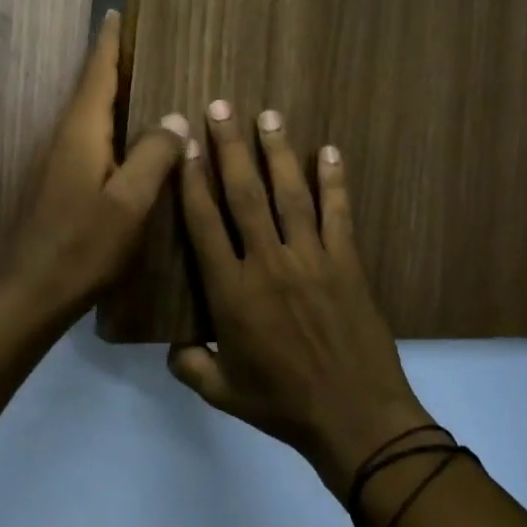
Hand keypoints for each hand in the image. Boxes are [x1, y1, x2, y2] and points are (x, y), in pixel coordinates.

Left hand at [0, 10, 188, 321]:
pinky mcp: (59, 184)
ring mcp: (58, 162)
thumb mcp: (129, 202)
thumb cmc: (82, 245)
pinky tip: (129, 141)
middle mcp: (65, 138)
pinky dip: (111, 127)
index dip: (108, 43)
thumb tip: (174, 118)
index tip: (116, 11)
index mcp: (81, 132)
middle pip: (90, 89)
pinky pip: (90, 140)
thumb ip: (153, 156)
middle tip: (144, 44)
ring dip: (112, 95)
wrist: (30, 292)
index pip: (97, 74)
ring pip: (90, 116)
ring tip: (144, 84)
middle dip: (113, 63)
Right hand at [167, 102, 427, 496]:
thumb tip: (170, 344)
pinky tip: (328, 151)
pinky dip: (334, 181)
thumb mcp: (223, 393)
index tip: (186, 144)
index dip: (193, 180)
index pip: (205, 223)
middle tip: (221, 107)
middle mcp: (268, 264)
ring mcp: (312, 259)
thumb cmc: (283, 405)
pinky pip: (338, 214)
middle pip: (245, 194)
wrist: (356, 419)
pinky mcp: (348, 264)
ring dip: (278, 152)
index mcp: (232, 292)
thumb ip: (190, 364)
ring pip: (290, 194)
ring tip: (268, 115)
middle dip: (230, 147)